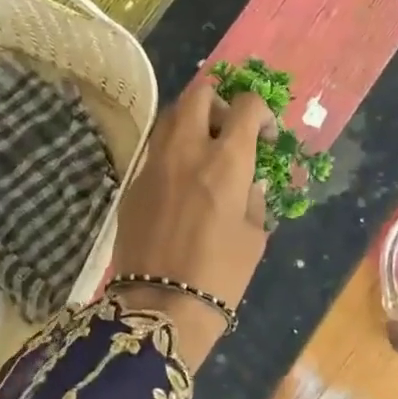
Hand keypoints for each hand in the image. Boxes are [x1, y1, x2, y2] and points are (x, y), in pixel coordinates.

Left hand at [107, 77, 273, 365]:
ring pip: (171, 116)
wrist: (160, 305)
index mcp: (226, 160)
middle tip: (229, 131)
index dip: (261, 112)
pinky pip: (155, 149)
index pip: (246, 105)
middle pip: (200, 93)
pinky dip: (172, 151)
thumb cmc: (220, 274)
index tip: (264, 136)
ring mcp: (154, 162)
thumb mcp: (254, 235)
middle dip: (220, 103)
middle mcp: (187, 149)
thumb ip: (253, 196)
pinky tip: (179, 182)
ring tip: (204, 152)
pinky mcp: (133, 181)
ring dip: (192, 121)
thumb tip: (247, 181)